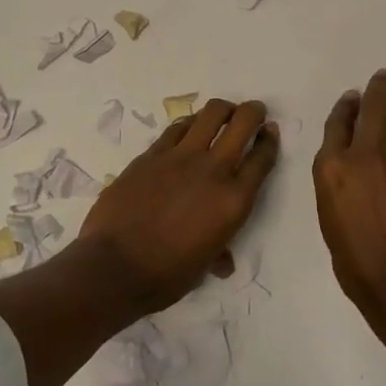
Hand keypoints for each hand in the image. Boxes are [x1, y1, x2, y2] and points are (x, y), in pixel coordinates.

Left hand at [79, 99, 279, 315]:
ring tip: (223, 114)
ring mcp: (181, 157)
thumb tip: (223, 262)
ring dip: (223, 110)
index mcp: (234, 201)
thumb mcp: (204, 266)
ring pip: (211, 114)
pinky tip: (189, 128)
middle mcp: (213, 170)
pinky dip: (189, 124)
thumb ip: (219, 252)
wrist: (115, 267)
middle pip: (243, 122)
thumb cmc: (166, 276)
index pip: (262, 159)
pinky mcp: (152, 154)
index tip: (270, 132)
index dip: (270, 140)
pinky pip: (177, 127)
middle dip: (253, 112)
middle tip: (254, 112)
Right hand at [314, 71, 385, 308]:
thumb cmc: (354, 259)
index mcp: (332, 166)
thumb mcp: (329, 214)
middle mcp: (365, 152)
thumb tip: (352, 165)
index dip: (346, 105)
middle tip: (383, 79)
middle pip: (372, 105)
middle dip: (378, 87)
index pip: (338, 121)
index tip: (352, 97)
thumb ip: (337, 181)